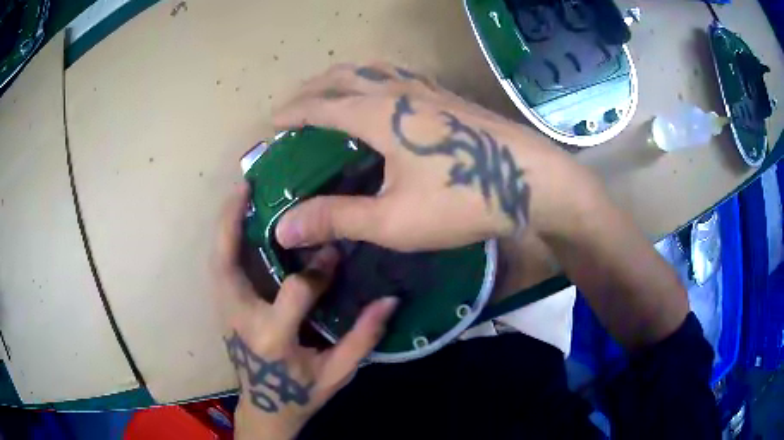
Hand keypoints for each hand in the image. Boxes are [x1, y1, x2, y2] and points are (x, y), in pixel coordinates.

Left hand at [214, 186, 397, 439]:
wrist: (266, 409)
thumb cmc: (301, 394)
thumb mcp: (338, 373)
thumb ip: (363, 339)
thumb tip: (390, 300)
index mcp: (274, 337)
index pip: (295, 290)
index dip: (319, 269)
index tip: (336, 253)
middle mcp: (241, 320)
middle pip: (226, 263)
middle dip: (232, 221)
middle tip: (247, 184)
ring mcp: (225, 314)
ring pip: (217, 261)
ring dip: (224, 225)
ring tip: (241, 194)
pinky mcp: (222, 311)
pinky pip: (219, 269)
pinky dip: (225, 242)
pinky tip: (238, 223)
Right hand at [273, 62, 583, 251]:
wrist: (531, 180)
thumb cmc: (463, 199)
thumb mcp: (393, 219)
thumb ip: (336, 218)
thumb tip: (283, 229)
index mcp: (377, 113)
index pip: (320, 105)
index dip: (292, 113)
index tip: (272, 123)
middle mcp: (398, 90)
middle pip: (344, 76)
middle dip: (312, 88)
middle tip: (294, 106)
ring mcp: (427, 89)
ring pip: (374, 69)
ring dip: (344, 77)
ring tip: (331, 92)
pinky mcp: (448, 96)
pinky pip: (400, 74)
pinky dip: (376, 77)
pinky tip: (383, 93)